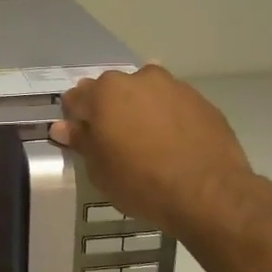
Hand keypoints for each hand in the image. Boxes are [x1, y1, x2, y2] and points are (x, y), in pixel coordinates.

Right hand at [49, 66, 271, 241]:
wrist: (209, 192)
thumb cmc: (142, 182)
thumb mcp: (100, 170)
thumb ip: (81, 142)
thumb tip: (63, 127)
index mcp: (105, 93)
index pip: (76, 98)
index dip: (76, 119)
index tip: (83, 138)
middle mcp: (137, 79)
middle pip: (111, 89)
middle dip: (108, 109)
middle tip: (115, 140)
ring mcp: (173, 86)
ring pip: (145, 92)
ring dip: (140, 108)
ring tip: (147, 139)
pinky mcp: (200, 99)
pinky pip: (173, 103)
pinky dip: (167, 115)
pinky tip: (173, 141)